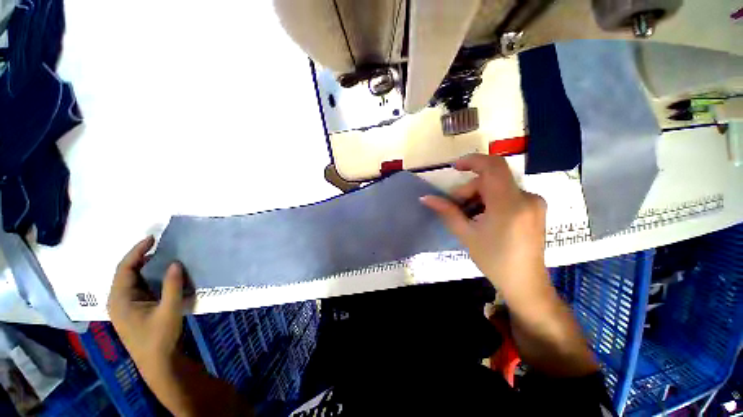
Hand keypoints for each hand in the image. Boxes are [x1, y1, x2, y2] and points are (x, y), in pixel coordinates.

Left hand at [107, 236, 191, 375]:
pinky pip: (138, 287)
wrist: (157, 362)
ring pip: (132, 280)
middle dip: (141, 257)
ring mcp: (125, 306)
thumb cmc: (159, 337)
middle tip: (160, 245)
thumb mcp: (169, 310)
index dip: (137, 251)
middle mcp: (118, 300)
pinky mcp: (133, 310)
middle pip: (126, 272)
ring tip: (163, 256)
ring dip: (145, 267)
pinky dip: (148, 277)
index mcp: (120, 299)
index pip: (124, 268)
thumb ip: (171, 285)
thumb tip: (175, 263)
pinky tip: (161, 275)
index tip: (152, 239)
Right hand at [421, 154, 547, 296]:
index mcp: (510, 204)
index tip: (455, 167)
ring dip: (479, 196)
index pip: (493, 166)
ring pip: (498, 187)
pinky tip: (483, 218)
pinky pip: (508, 194)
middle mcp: (526, 197)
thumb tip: (425, 198)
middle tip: (455, 207)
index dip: (472, 160)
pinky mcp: (535, 208)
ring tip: (469, 216)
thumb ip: (446, 212)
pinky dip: (491, 200)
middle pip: (491, 179)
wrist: (525, 283)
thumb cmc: (494, 260)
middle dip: (469, 189)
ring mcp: (534, 202)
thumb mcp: (466, 235)